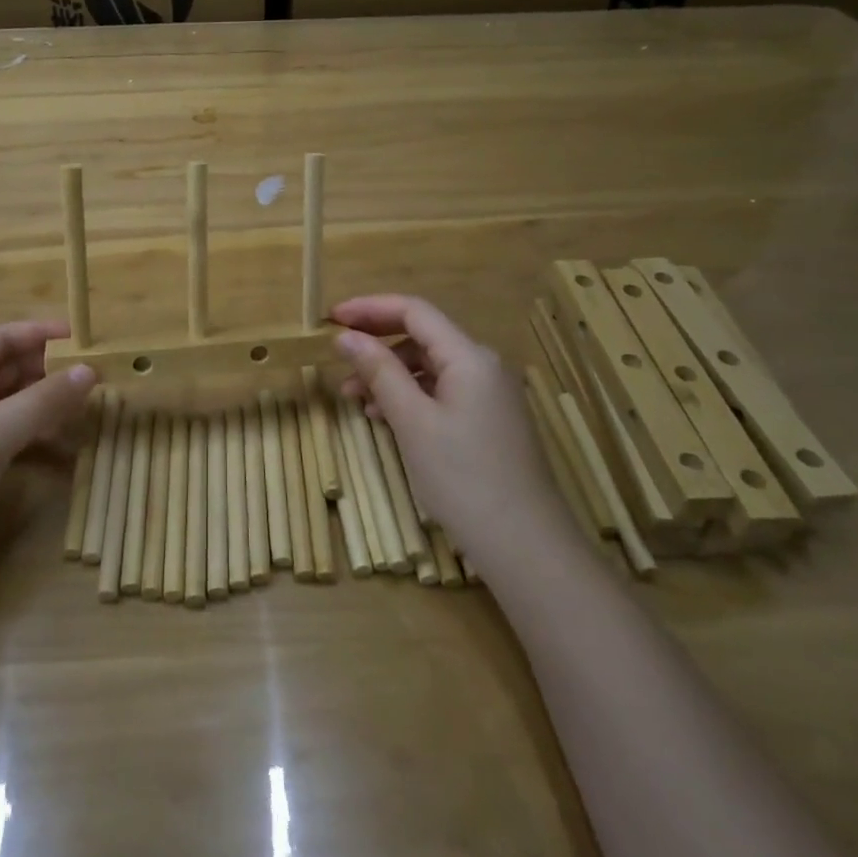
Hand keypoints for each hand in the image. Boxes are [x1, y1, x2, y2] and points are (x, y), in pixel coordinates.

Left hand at [0, 320, 96, 597]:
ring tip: (81, 403)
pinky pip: (6, 434)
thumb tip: (89, 371)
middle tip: (87, 372)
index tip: (77, 336)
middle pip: (1, 370)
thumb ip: (42, 401)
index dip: (36, 333)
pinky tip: (60, 439)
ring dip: (41, 400)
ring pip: (6, 403)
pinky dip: (33, 431)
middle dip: (43, 368)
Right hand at [333, 296, 565, 556]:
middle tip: (337, 358)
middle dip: (377, 344)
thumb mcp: (412, 421)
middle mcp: (483, 366)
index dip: (369, 308)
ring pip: (430, 367)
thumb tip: (346, 336)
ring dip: (390, 374)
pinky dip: (410, 397)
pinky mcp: (489, 421)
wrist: (526, 548)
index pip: (414, 311)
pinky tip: (385, 417)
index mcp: (469, 357)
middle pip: (422, 336)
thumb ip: (380, 372)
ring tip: (353, 397)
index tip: (331, 319)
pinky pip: (441, 392)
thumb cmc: (463, 478)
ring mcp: (489, 395)